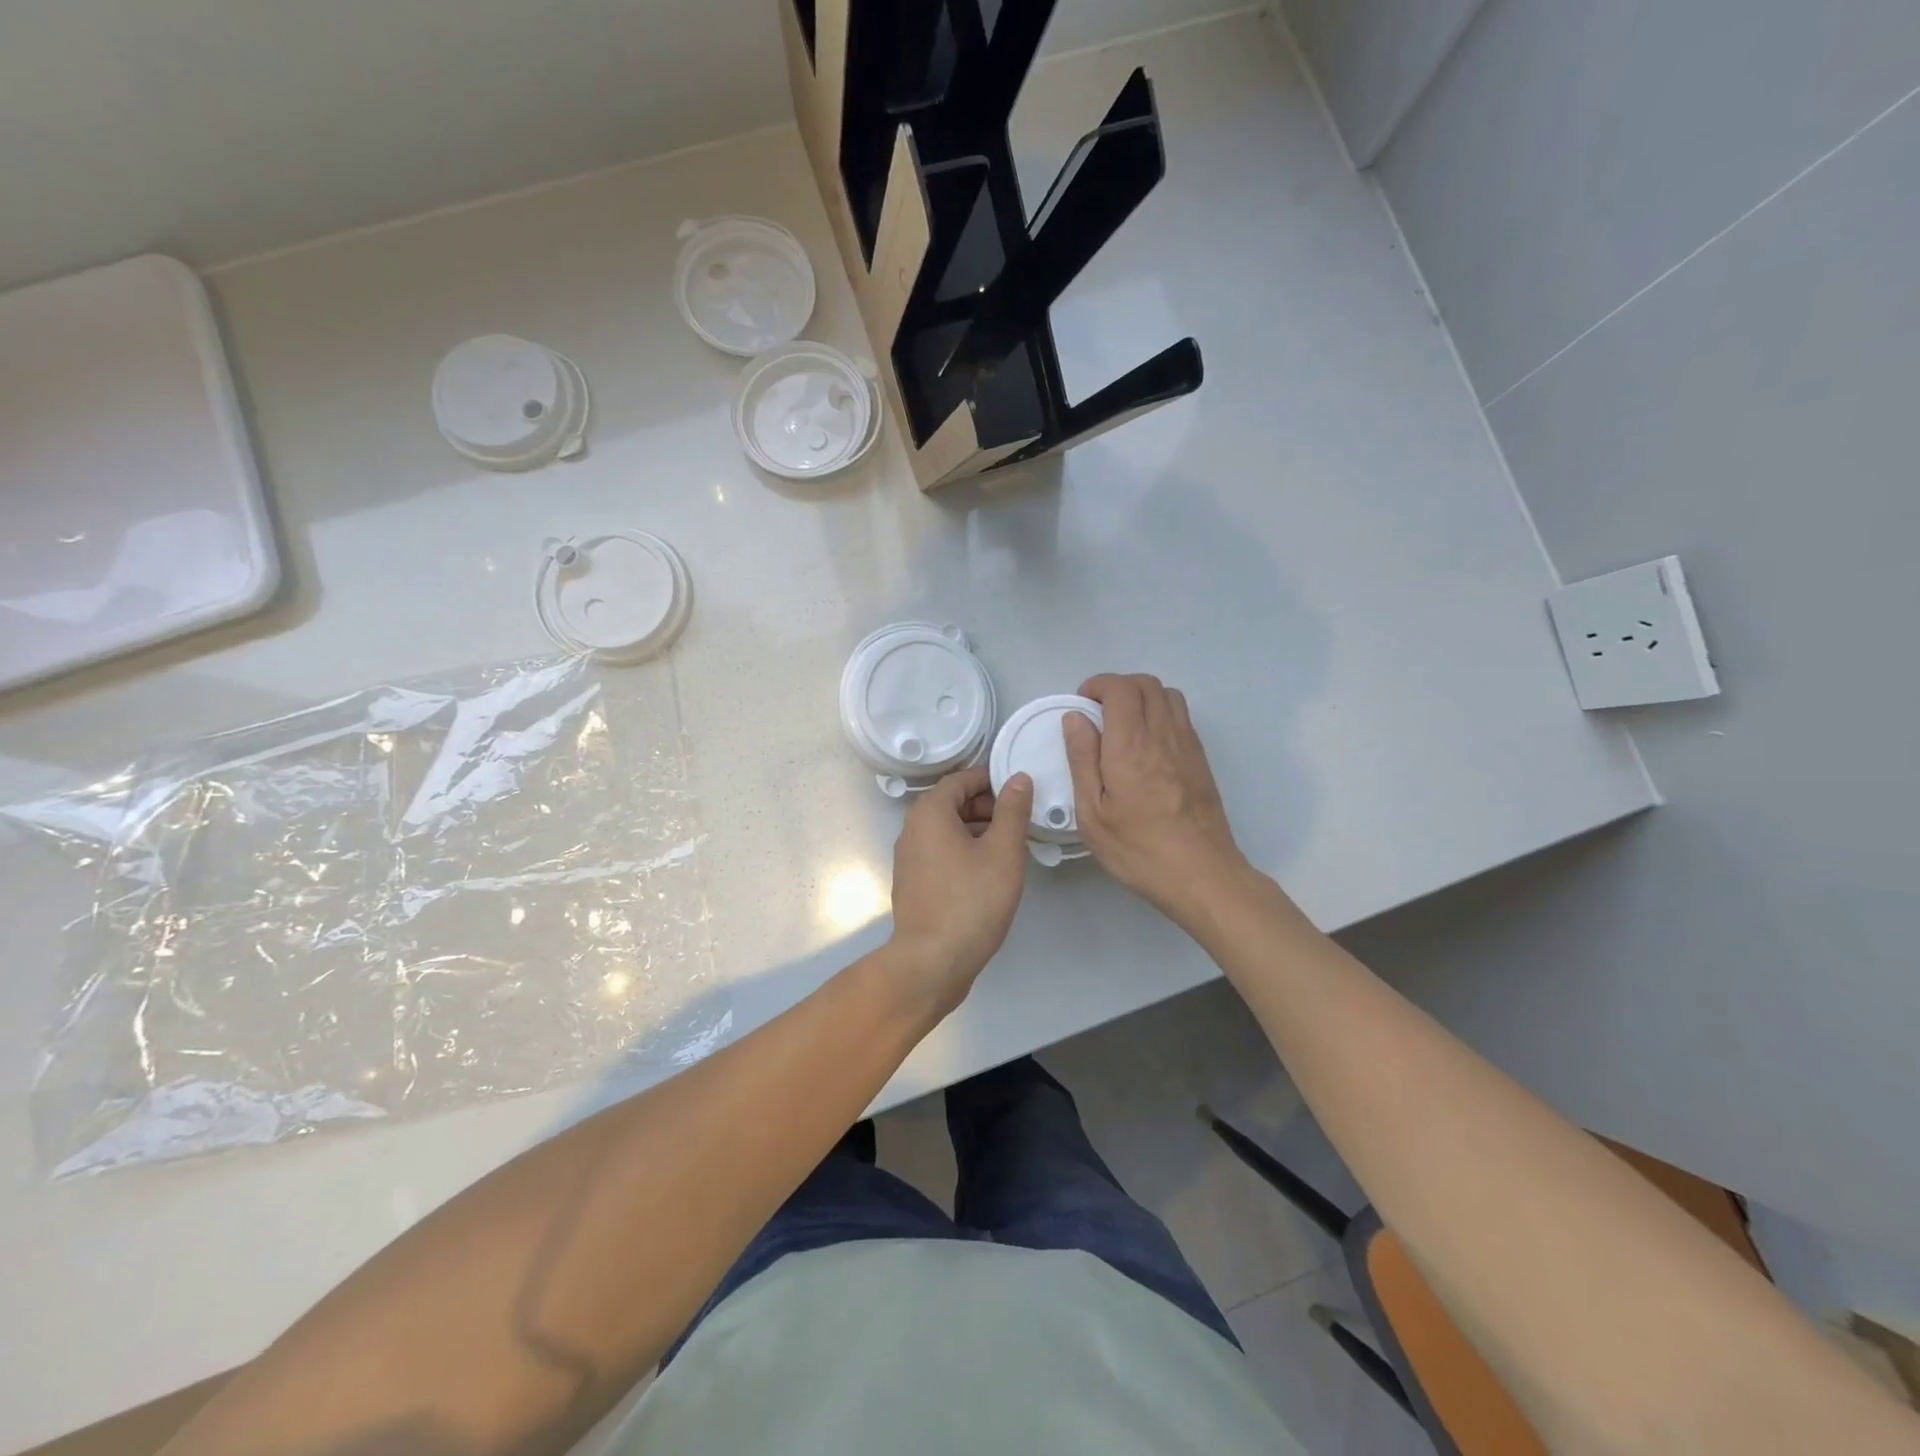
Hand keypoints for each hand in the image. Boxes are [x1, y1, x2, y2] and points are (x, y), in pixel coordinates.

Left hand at [888, 767, 1033, 1018]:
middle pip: (953, 803)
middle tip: (1020, 825)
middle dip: (988, 807)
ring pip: (948, 830)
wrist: (932, 962)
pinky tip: (989, 874)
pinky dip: (965, 852)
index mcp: (929, 812)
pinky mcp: (914, 882)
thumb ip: (1012, 810)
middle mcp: (912, 829)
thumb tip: (1018, 778)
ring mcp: (909, 858)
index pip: (961, 779)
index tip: (1021, 795)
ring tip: (1011, 850)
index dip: (992, 781)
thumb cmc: (972, 901)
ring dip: (979, 831)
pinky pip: (941, 853)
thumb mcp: (1003, 851)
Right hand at [1063, 673, 1247, 928]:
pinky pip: (1181, 716)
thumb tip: (1075, 718)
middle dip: (1118, 686)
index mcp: (1130, 745)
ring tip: (1122, 723)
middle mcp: (1162, 734)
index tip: (1082, 702)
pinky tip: (1146, 743)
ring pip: (1168, 695)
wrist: (1201, 874)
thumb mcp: (1092, 813)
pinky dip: (1160, 713)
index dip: (1098, 684)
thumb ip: (1082, 759)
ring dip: (1142, 696)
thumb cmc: (1138, 848)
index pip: (1120, 688)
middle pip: (1146, 683)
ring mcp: (1187, 745)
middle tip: (1098, 711)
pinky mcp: (1200, 759)